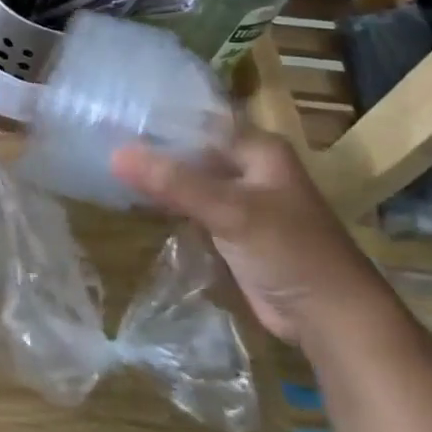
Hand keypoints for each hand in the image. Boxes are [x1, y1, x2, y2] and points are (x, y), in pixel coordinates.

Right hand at [112, 127, 390, 345]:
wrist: (331, 320)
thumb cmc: (290, 251)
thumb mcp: (231, 210)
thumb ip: (174, 181)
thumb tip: (114, 154)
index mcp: (258, 148)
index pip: (198, 119)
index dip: (158, 116)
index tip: (112, 111)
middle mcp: (248, 166)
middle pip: (191, 148)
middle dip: (152, 147)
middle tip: (100, 137)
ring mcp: (240, 199)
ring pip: (188, 178)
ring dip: (156, 176)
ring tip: (106, 163)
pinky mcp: (230, 229)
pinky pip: (190, 205)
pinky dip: (165, 202)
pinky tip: (131, 197)